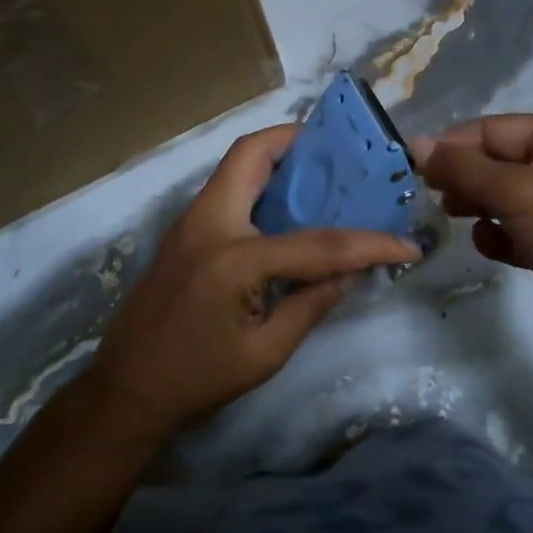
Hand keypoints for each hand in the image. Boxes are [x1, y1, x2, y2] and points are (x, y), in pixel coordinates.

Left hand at [88, 124, 420, 441]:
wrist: (126, 390)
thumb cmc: (197, 379)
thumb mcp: (266, 353)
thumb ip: (312, 304)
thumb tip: (351, 272)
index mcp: (233, 258)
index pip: (316, 242)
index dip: (367, 244)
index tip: (406, 244)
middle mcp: (208, 222)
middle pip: (251, 153)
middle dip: (298, 142)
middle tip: (341, 156)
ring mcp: (190, 222)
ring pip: (236, 165)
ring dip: (278, 159)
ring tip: (321, 175)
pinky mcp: (184, 232)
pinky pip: (228, 189)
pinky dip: (260, 184)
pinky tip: (286, 209)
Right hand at [417, 114, 532, 341]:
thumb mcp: (516, 191)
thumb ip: (462, 168)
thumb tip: (416, 143)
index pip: (491, 130)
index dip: (452, 145)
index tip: (414, 165)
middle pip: (492, 161)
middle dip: (462, 177)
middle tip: (432, 195)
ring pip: (497, 195)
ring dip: (474, 205)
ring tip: (452, 216)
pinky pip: (509, 228)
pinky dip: (494, 235)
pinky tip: (491, 245)